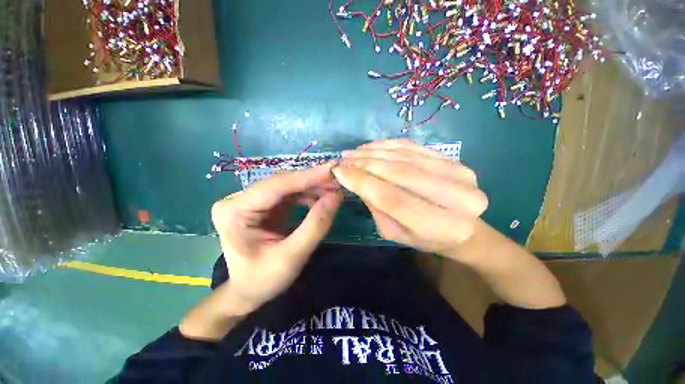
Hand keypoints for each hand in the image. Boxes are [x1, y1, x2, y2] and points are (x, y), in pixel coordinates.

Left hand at [211, 163, 342, 313]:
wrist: (248, 292)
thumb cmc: (264, 280)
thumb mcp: (292, 257)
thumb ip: (315, 226)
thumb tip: (336, 196)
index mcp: (234, 211)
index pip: (276, 186)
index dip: (307, 176)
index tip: (333, 169)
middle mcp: (239, 199)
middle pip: (282, 183)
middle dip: (312, 181)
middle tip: (338, 179)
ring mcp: (251, 200)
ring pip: (288, 186)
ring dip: (312, 186)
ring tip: (334, 189)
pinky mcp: (264, 204)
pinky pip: (290, 193)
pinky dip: (308, 194)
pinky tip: (322, 197)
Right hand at [332, 139, 487, 260]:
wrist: (461, 228)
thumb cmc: (424, 237)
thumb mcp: (394, 232)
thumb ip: (376, 206)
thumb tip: (354, 177)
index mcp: (441, 227)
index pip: (392, 199)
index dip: (363, 182)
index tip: (339, 172)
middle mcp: (458, 198)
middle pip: (401, 173)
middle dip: (366, 164)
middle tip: (344, 160)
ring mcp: (459, 173)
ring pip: (406, 156)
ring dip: (374, 152)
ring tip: (353, 152)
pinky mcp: (454, 159)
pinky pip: (415, 147)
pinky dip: (389, 144)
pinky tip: (371, 146)